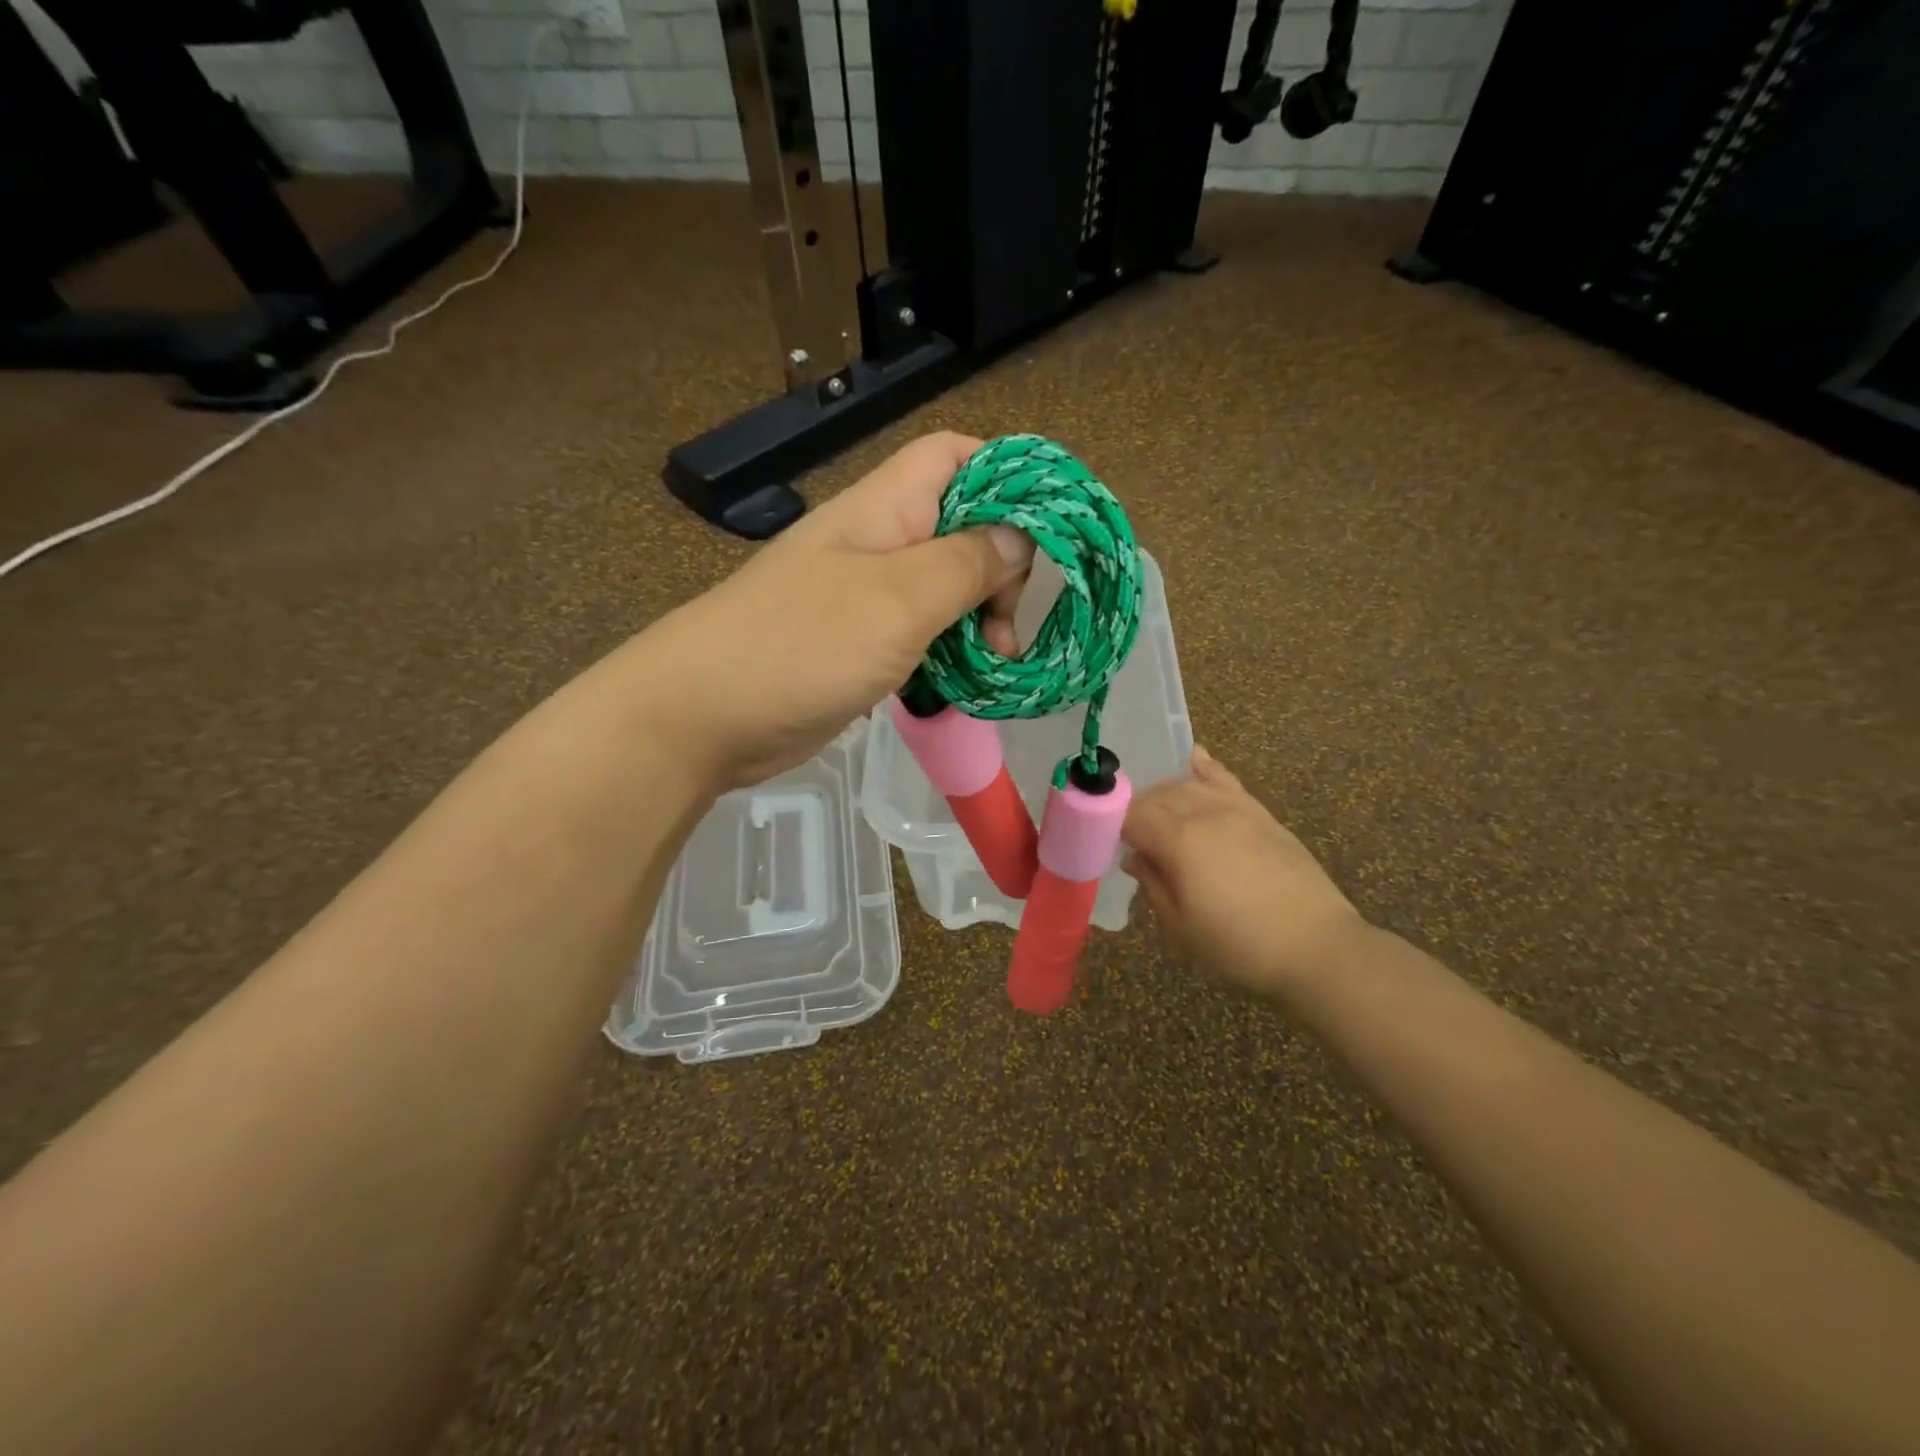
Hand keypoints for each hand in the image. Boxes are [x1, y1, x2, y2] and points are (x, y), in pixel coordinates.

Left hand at [640, 433, 1034, 789]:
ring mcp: (866, 595)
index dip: (1006, 475)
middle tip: (1007, 625)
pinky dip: (951, 651)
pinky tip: (966, 682)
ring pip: (945, 587)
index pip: (955, 456)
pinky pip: (922, 632)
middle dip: (1001, 567)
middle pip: (961, 526)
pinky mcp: (859, 643)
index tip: (1046, 532)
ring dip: (980, 617)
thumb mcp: (899, 599)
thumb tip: (1018, 537)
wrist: (703, 717)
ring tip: (995, 661)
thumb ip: (966, 563)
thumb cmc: (803, 645)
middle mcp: (879, 542)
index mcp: (885, 507)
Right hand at [1123, 748, 1367, 998]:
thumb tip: (1134, 858)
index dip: (1112, 825)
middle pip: (1156, 796)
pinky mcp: (1262, 815)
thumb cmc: (1240, 946)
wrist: (1317, 947)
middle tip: (1130, 840)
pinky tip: (1195, 759)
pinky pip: (1227, 781)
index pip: (1131, 815)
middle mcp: (1204, 813)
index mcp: (1178, 840)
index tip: (1105, 843)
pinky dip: (1207, 768)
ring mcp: (1237, 809)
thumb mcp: (1181, 927)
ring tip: (1157, 816)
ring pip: (1187, 786)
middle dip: (1135, 811)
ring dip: (1164, 795)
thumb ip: (1152, 884)